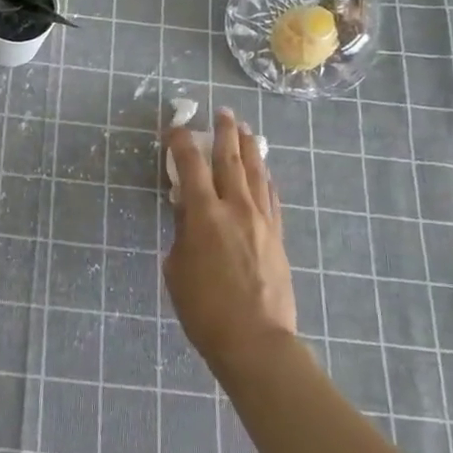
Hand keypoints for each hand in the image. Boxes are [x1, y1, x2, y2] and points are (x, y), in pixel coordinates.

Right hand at [162, 108, 297, 372]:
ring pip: (257, 174)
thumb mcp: (177, 268)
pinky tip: (264, 172)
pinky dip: (265, 178)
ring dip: (250, 148)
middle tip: (223, 112)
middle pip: (231, 161)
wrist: (256, 340)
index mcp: (205, 215)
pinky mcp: (277, 236)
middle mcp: (236, 209)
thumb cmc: (204, 309)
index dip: (181, 143)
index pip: (190, 166)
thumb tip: (187, 209)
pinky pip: (271, 196)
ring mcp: (262, 221)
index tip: (175, 127)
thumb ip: (182, 232)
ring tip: (246, 130)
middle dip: (225, 133)